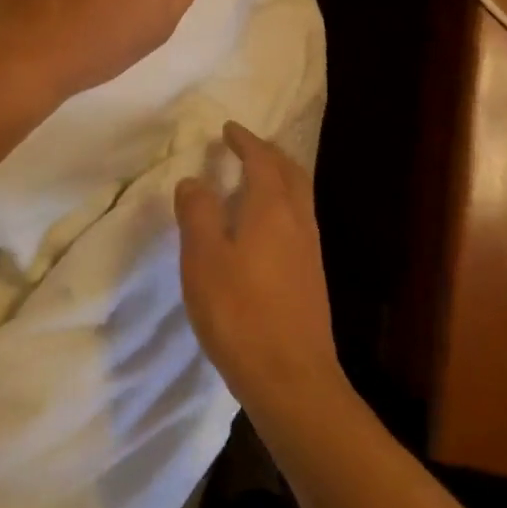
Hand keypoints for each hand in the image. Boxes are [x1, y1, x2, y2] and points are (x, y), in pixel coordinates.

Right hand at [175, 122, 343, 417]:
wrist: (291, 379)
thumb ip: (197, 213)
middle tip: (246, 146)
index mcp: (271, 208)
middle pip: (290, 172)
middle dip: (269, 153)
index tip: (229, 128)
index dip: (245, 140)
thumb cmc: (239, 312)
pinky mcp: (311, 277)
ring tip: (253, 179)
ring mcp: (310, 249)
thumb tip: (195, 181)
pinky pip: (298, 220)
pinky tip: (263, 227)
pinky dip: (282, 204)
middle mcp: (297, 220)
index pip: (261, 159)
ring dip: (279, 178)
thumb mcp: (203, 258)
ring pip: (299, 196)